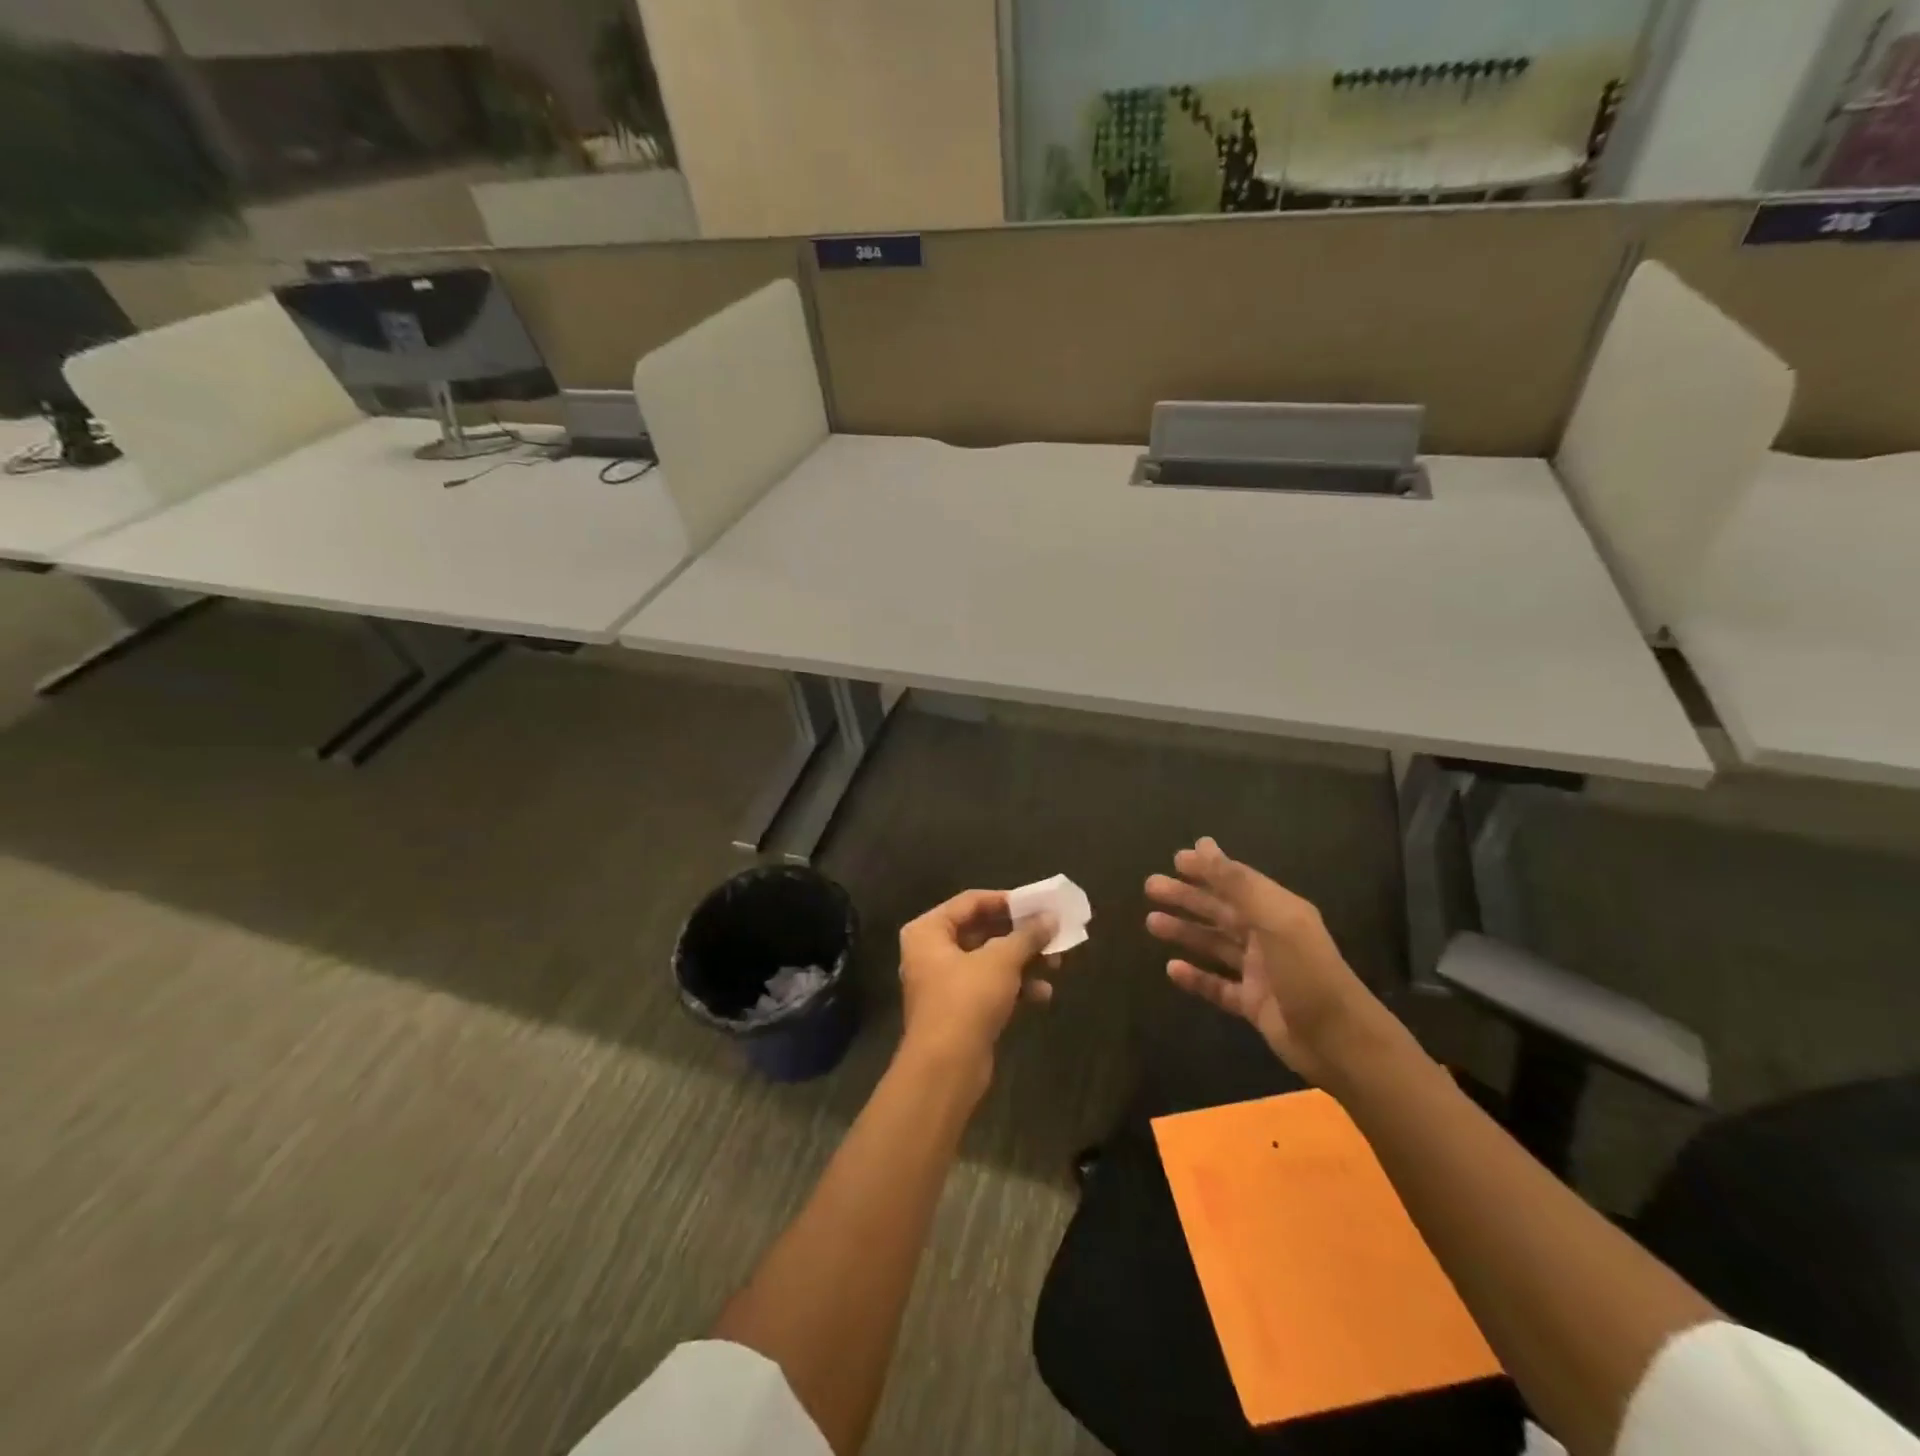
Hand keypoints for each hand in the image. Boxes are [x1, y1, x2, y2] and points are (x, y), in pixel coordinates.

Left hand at [897, 890, 1058, 1085]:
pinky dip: (1014, 987)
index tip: (1039, 904)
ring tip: (1056, 963)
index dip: (1007, 901)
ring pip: (989, 961)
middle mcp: (931, 952)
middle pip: (982, 931)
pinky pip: (990, 987)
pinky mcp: (959, 1011)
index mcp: (928, 930)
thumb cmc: (966, 1000)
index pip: (971, 901)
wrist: (945, 1069)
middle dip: (1020, 935)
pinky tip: (1043, 994)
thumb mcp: (1001, 961)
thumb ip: (1027, 935)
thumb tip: (1051, 918)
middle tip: (1052, 933)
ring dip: (1022, 961)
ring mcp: (944, 983)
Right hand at [1145, 837, 1389, 1083]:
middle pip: (1221, 911)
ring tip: (1151, 923)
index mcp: (1278, 911)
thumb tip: (1203, 846)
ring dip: (1185, 932)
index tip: (1176, 858)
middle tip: (1150, 886)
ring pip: (1215, 945)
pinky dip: (1196, 977)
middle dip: (1187, 897)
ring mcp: (1260, 972)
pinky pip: (1218, 985)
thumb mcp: (1275, 920)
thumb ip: (1238, 884)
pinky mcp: (1253, 1004)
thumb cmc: (1307, 973)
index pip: (1237, 882)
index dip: (1208, 868)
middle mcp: (1268, 936)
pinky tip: (1171, 969)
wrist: (1339, 1043)